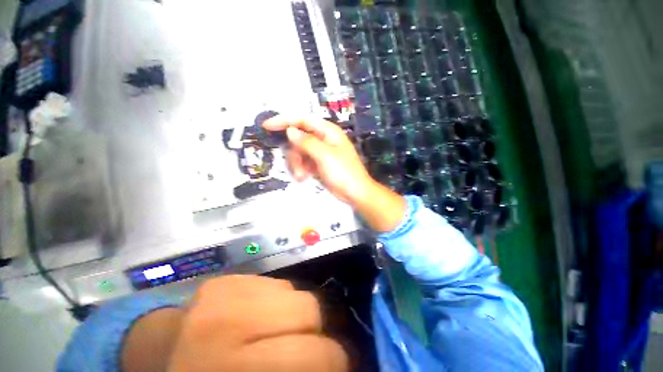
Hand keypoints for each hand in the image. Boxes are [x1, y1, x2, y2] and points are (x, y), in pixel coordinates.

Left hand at [122, 275, 348, 371]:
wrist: (159, 358)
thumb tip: (333, 363)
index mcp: (234, 367)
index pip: (315, 354)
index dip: (337, 361)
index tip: (340, 365)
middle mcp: (230, 322)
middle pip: (309, 309)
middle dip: (318, 331)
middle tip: (312, 346)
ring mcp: (226, 291)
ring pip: (295, 291)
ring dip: (298, 314)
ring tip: (283, 331)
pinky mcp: (227, 278)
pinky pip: (276, 283)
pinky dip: (279, 300)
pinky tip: (263, 316)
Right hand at [263, 116, 371, 203]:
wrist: (355, 193)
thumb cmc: (343, 172)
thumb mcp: (325, 156)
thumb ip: (307, 142)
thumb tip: (290, 131)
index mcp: (328, 132)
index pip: (303, 120)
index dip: (284, 121)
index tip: (267, 126)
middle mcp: (323, 139)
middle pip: (299, 139)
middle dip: (294, 154)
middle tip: (297, 168)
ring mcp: (320, 152)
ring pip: (299, 152)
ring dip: (297, 164)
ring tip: (302, 176)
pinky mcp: (318, 163)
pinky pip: (304, 161)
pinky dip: (301, 169)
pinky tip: (304, 177)